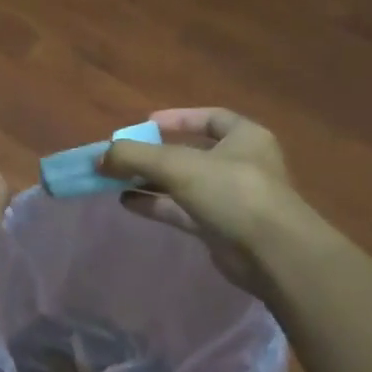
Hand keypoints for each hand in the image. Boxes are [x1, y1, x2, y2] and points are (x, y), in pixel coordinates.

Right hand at [99, 108, 322, 295]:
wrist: (272, 253)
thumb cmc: (232, 193)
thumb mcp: (178, 166)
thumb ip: (135, 156)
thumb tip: (99, 157)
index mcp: (244, 138)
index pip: (210, 118)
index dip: (177, 117)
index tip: (145, 123)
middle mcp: (240, 164)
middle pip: (191, 153)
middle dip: (154, 155)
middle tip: (122, 157)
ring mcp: (230, 198)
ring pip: (183, 184)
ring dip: (150, 181)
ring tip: (116, 181)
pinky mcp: (219, 228)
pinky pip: (181, 210)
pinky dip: (156, 205)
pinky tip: (128, 202)